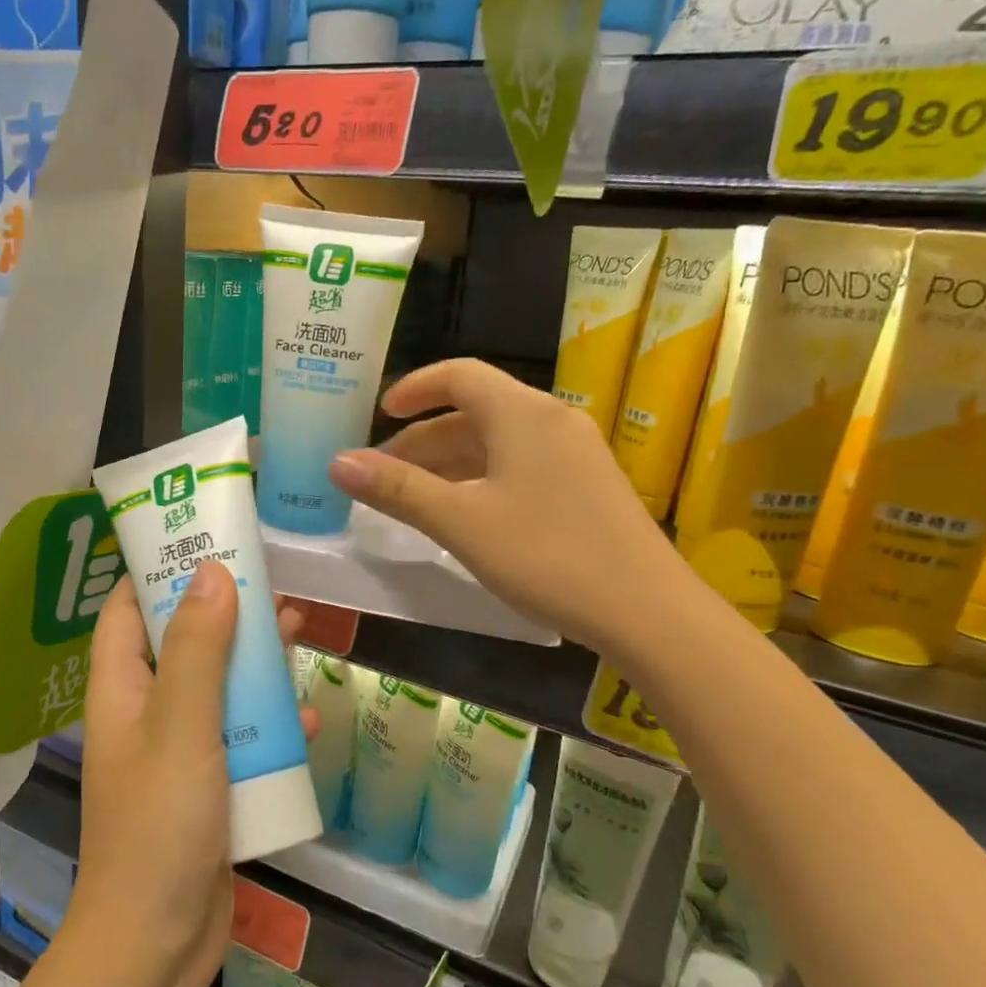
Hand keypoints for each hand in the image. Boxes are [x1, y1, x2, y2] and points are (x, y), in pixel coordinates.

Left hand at [73, 564, 314, 986]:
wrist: (157, 944)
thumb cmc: (160, 825)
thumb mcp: (182, 726)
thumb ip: (198, 650)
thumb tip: (212, 573)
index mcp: (122, 689)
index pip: (127, 609)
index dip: (156, 570)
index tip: (202, 538)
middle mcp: (146, 712)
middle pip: (182, 641)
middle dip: (222, 610)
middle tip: (268, 582)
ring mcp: (179, 751)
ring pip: (218, 686)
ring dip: (253, 661)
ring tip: (297, 631)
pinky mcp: (210, 785)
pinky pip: (240, 736)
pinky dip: (268, 722)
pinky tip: (304, 717)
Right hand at [327, 359, 685, 654]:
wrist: (647, 610)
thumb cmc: (548, 556)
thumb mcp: (462, 523)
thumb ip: (398, 490)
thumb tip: (338, 462)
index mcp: (522, 414)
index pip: (459, 376)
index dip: (414, 388)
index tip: (379, 414)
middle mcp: (551, 421)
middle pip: (475, 412)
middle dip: (422, 439)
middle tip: (382, 474)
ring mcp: (575, 454)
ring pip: (497, 443)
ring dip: (450, 463)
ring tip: (412, 498)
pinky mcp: (587, 486)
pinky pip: (520, 466)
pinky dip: (481, 479)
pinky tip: (465, 516)